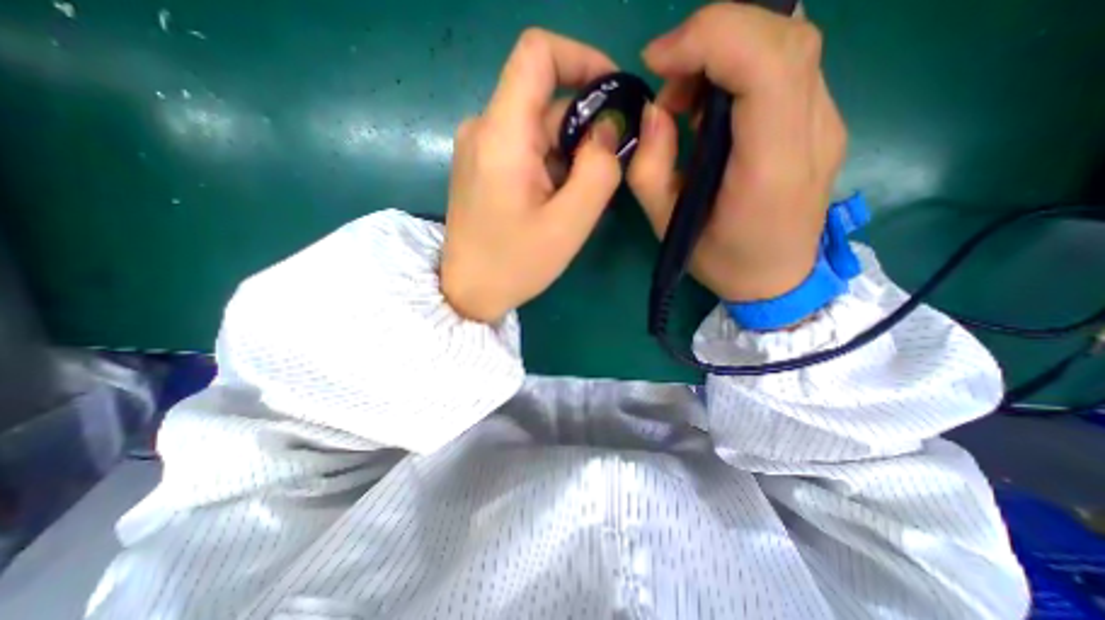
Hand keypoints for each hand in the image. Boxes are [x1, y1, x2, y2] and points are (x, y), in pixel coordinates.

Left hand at [444, 27, 628, 324]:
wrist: (469, 291)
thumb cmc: (516, 264)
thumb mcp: (570, 222)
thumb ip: (599, 169)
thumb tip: (607, 127)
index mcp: (501, 134)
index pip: (537, 53)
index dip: (581, 58)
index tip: (613, 94)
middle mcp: (483, 128)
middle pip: (544, 100)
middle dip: (583, 129)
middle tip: (603, 175)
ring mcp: (479, 147)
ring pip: (538, 128)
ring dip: (568, 154)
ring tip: (575, 200)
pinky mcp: (481, 165)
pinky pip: (525, 148)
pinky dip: (551, 165)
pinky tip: (555, 201)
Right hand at [625, 3, 847, 301]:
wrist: (779, 281)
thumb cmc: (722, 261)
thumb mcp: (668, 226)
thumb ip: (650, 168)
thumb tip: (654, 112)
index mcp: (771, 166)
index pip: (765, 63)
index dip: (709, 38)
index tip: (658, 61)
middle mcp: (813, 132)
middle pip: (784, 35)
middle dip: (713, 36)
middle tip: (668, 76)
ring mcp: (827, 121)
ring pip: (789, 42)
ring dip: (726, 50)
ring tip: (686, 98)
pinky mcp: (822, 121)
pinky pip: (787, 66)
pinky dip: (742, 66)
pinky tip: (712, 106)